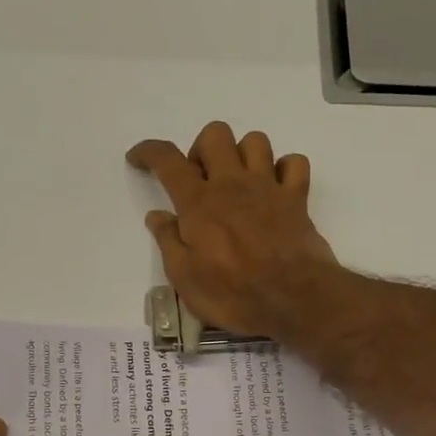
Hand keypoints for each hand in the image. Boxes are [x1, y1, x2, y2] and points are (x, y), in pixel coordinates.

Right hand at [126, 121, 337, 337]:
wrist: (294, 301)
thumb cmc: (233, 295)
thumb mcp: (185, 278)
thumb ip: (168, 241)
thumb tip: (157, 215)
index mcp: (199, 203)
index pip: (168, 160)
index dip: (148, 151)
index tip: (138, 158)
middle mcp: (233, 184)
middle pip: (215, 135)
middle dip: (201, 149)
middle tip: (199, 182)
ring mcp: (268, 187)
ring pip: (255, 141)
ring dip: (241, 154)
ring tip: (237, 183)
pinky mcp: (297, 199)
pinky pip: (294, 163)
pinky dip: (283, 169)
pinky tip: (274, 188)